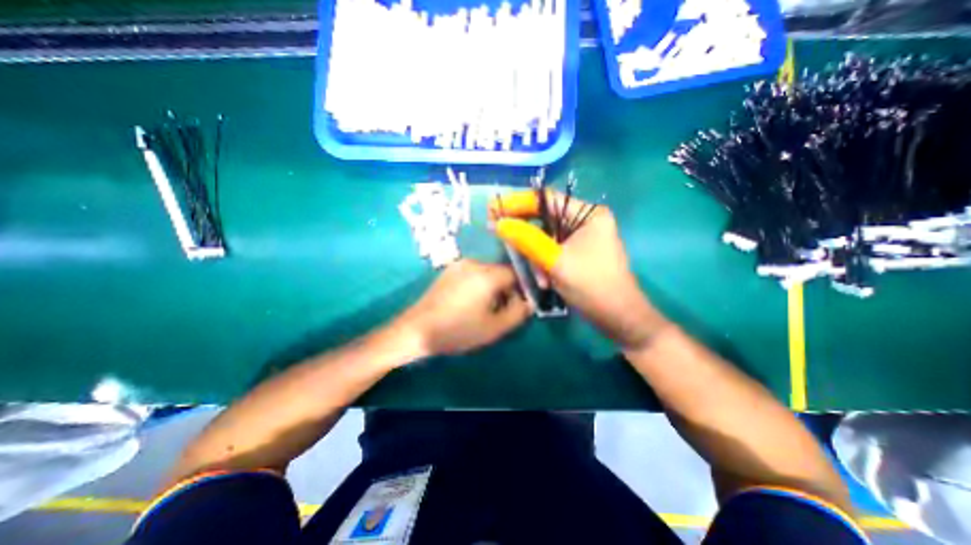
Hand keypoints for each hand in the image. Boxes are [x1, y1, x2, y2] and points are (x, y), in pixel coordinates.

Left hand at [397, 257, 528, 357]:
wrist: (417, 329)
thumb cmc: (458, 330)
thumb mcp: (494, 328)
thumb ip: (518, 313)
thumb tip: (529, 302)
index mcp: (487, 274)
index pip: (515, 274)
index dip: (521, 290)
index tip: (518, 305)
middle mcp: (474, 263)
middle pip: (501, 272)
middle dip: (506, 290)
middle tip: (501, 311)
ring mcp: (459, 265)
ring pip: (487, 273)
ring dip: (492, 288)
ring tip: (484, 309)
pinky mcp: (448, 271)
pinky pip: (472, 274)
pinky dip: (478, 285)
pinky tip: (468, 303)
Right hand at [494, 190, 668, 347]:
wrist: (619, 319)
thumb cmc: (593, 286)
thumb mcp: (556, 261)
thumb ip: (527, 240)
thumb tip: (500, 223)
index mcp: (588, 215)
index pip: (547, 200)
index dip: (518, 203)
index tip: (494, 208)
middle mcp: (585, 222)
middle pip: (545, 220)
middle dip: (527, 237)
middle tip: (501, 237)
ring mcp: (582, 239)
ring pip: (546, 239)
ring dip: (537, 258)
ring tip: (541, 279)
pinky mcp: (577, 255)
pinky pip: (552, 252)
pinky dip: (545, 265)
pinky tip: (546, 281)